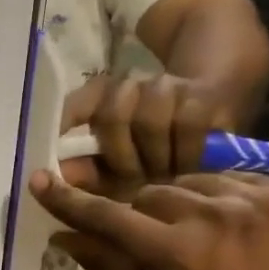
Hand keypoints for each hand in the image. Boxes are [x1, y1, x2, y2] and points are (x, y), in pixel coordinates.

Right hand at [31, 170, 268, 269]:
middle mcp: (215, 215)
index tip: (41, 180)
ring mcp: (254, 199)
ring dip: (179, 204)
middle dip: (138, 214)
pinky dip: (218, 199)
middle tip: (151, 243)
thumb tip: (67, 235)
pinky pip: (230, 180)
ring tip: (195, 235)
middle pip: (148, 192)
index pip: (108, 216)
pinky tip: (228, 226)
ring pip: (188, 181)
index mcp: (179, 255)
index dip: (70, 201)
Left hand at [59, 72, 235, 197]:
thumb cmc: (156, 152)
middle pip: (112, 116)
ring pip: (149, 122)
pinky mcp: (203, 97)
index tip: (58, 152)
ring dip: (154, 159)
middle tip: (133, 184)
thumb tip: (56, 180)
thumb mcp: (120, 164)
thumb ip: (89, 172)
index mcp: (103, 97)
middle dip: (120, 158)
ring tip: (163, 179)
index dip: (66, 122)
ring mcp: (168, 88)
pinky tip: (188, 170)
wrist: (213, 115)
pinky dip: (185, 155)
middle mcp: (132, 85)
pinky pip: (187, 127)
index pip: (78, 104)